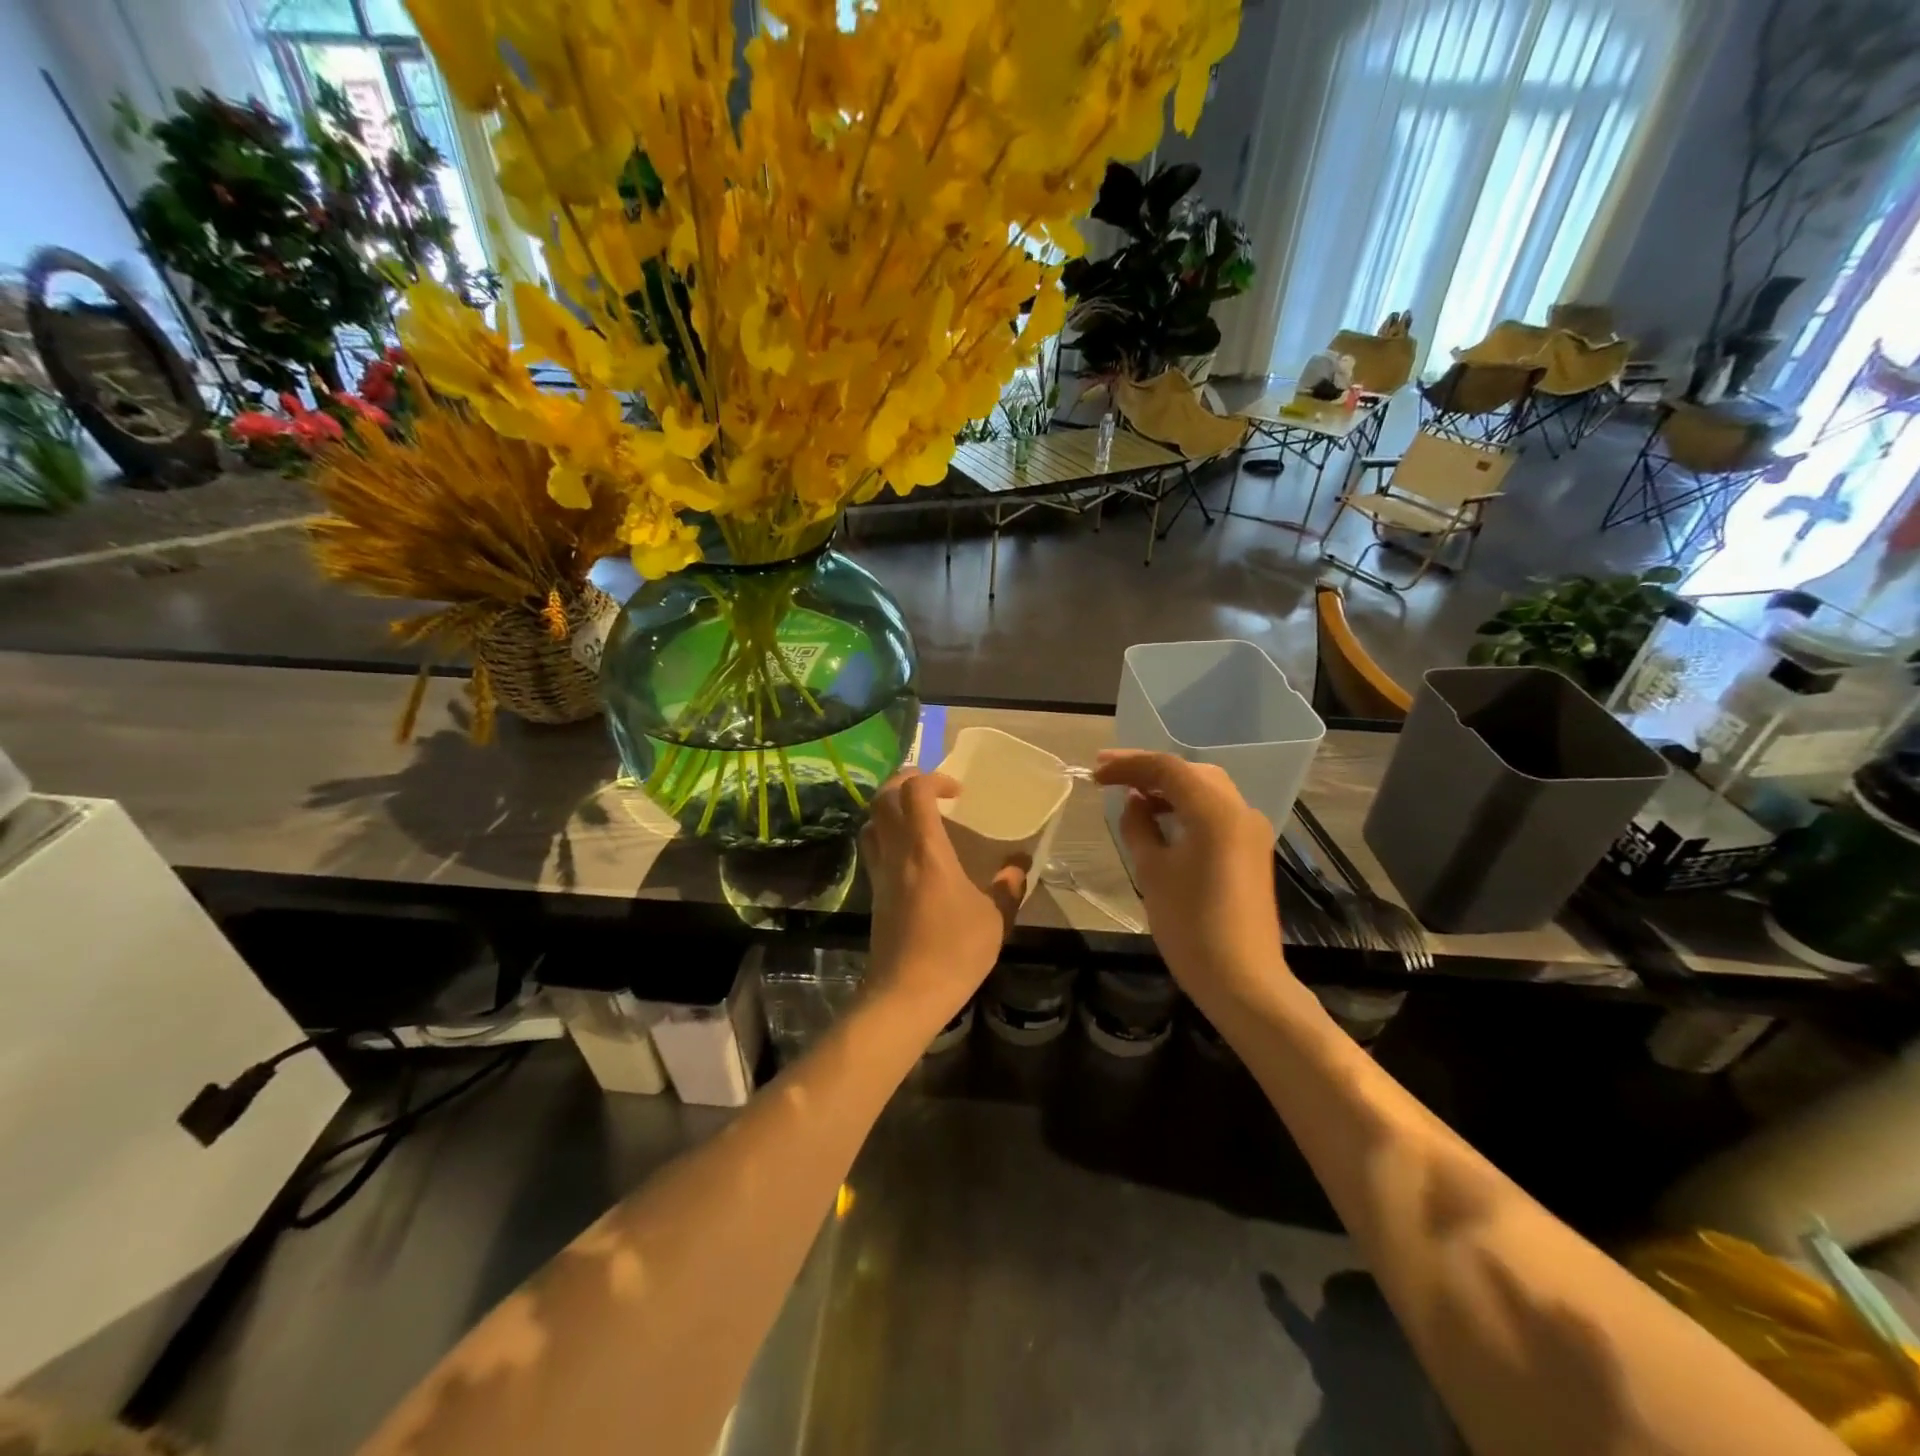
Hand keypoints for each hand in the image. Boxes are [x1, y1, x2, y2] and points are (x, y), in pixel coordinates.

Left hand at [860, 770, 1025, 1021]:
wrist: (906, 994)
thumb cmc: (954, 952)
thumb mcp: (995, 919)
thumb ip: (1008, 887)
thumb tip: (1019, 865)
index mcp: (925, 850)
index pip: (915, 791)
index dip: (934, 779)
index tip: (958, 792)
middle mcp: (896, 853)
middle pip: (882, 798)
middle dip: (903, 781)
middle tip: (931, 790)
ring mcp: (879, 873)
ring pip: (870, 822)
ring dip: (890, 808)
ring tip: (917, 816)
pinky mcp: (874, 893)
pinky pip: (872, 848)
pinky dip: (885, 834)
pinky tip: (910, 853)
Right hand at [1093, 750, 1289, 1002]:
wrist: (1243, 981)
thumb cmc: (1190, 926)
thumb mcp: (1152, 872)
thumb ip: (1139, 827)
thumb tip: (1135, 803)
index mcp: (1216, 812)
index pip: (1167, 769)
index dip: (1128, 765)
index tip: (1096, 772)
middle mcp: (1240, 810)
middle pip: (1191, 772)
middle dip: (1149, 770)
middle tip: (1109, 775)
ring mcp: (1251, 830)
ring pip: (1206, 790)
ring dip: (1168, 788)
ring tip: (1130, 794)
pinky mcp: (1252, 850)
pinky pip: (1216, 812)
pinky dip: (1187, 807)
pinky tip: (1161, 819)